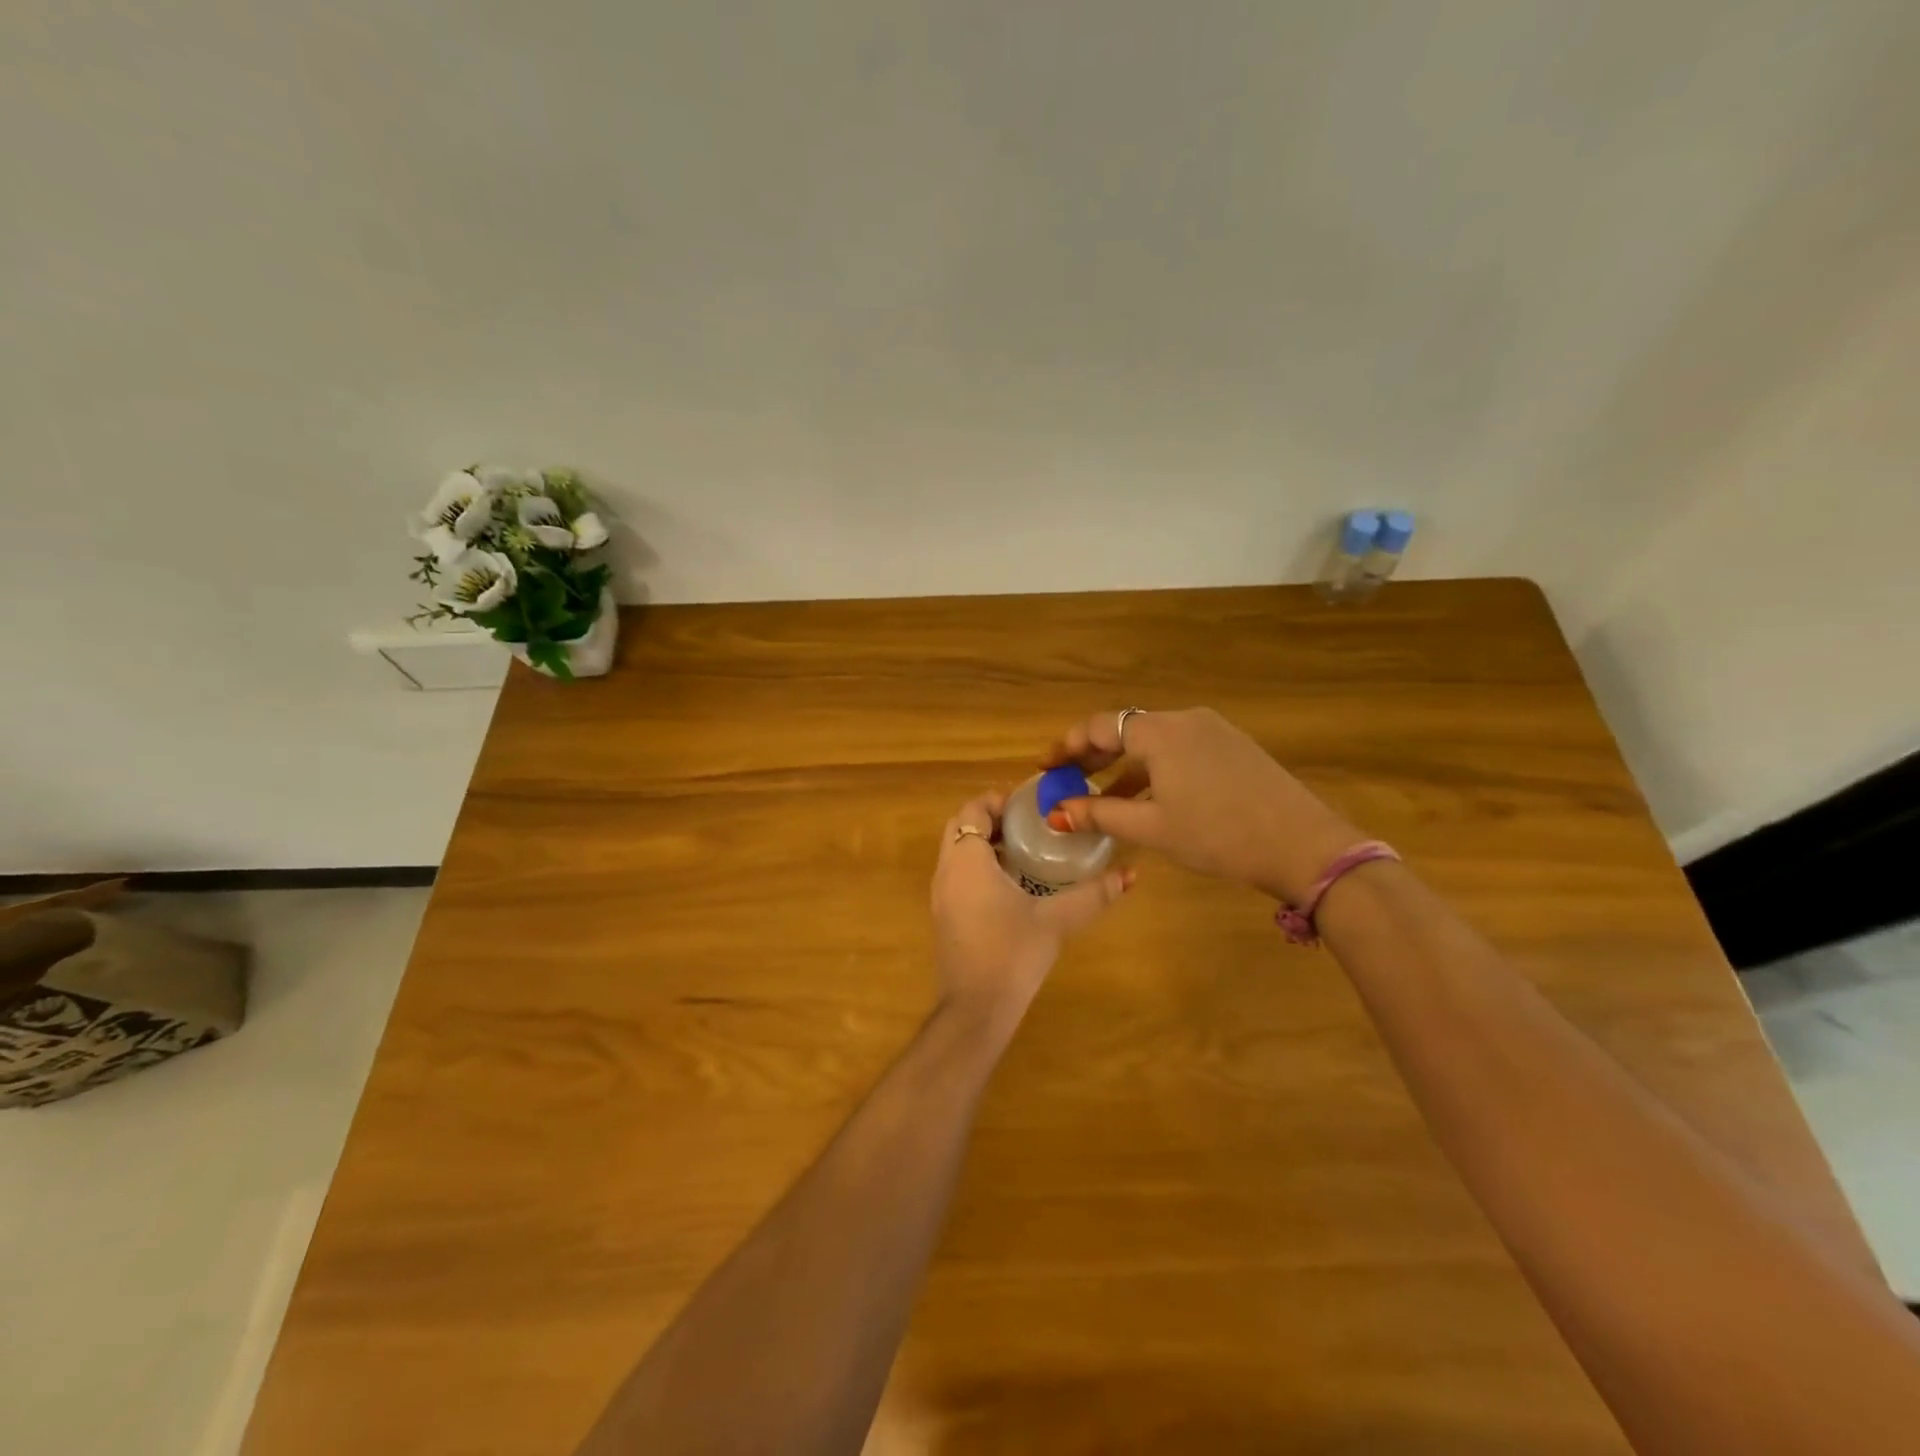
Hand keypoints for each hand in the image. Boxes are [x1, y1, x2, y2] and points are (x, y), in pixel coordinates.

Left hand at [930, 791, 1133, 1033]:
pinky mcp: (944, 916)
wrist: (975, 1009)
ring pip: (956, 852)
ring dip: (984, 843)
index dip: (998, 800)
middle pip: (960, 827)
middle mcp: (947, 871)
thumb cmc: (1012, 954)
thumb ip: (1093, 895)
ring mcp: (941, 895)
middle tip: (1028, 823)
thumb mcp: (1057, 920)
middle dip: (990, 818)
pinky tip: (1013, 884)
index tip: (1029, 803)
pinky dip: (978, 865)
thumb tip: (1130, 874)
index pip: (973, 810)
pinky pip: (957, 874)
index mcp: (967, 861)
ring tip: (1026, 849)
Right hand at [1042, 707, 1364, 904]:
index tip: (1046, 767)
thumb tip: (1056, 812)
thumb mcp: (1152, 828)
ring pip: (1154, 741)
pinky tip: (1149, 798)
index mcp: (1160, 732)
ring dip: (1124, 765)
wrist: (1302, 844)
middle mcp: (1185, 720)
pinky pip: (1180, 749)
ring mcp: (1214, 731)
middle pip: (1126, 729)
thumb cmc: (1217, 835)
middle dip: (1093, 754)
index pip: (1100, 726)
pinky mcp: (1233, 747)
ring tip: (1103, 797)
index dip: (1068, 745)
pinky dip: (1154, 768)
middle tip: (1067, 779)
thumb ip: (1100, 815)